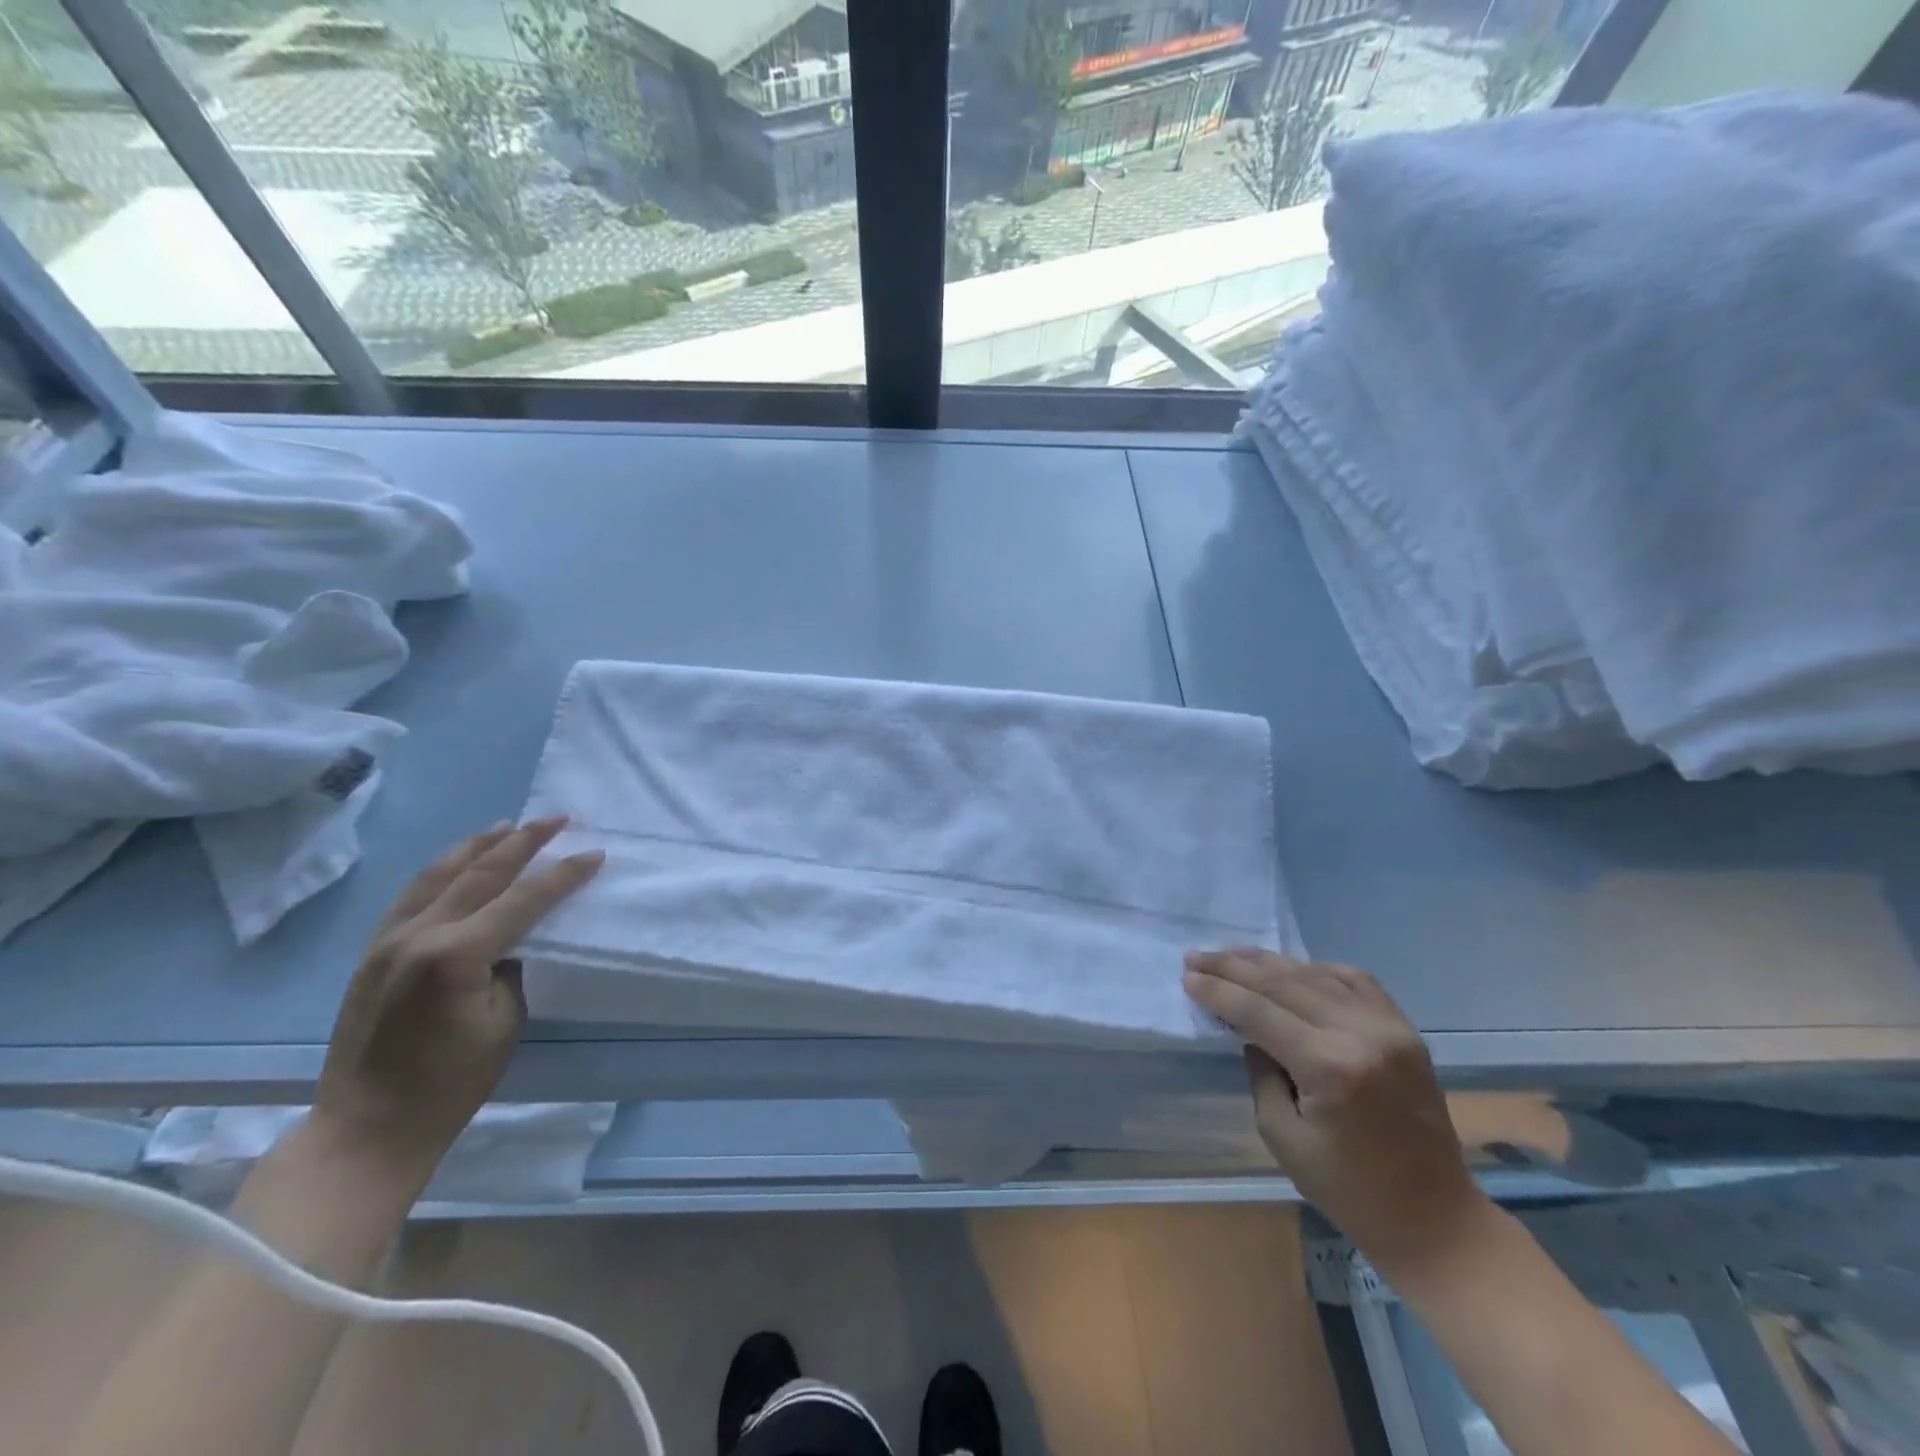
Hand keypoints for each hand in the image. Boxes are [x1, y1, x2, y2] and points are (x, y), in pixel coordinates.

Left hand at [313, 817, 602, 1183]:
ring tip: (510, 825)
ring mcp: (388, 940)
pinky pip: (413, 893)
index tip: (595, 854)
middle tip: (558, 819)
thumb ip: (514, 966)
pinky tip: (460, 860)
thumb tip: (519, 936)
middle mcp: (418, 935)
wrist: (367, 1128)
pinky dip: (443, 868)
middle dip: (525, 842)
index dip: (563, 875)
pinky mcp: (373, 951)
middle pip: (481, 873)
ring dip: (479, 845)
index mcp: (456, 956)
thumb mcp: (506, 1022)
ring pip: (439, 873)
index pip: (524, 899)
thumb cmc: (451, 1083)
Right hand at [1183, 949, 1486, 1279]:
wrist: (1436, 1218)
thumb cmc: (1349, 1190)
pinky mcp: (1406, 1030)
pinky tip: (1292, 968)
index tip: (1187, 977)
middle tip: (1197, 957)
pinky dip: (1317, 969)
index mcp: (1328, 1068)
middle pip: (1283, 983)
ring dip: (1269, 962)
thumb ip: (1261, 1073)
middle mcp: (1361, 1034)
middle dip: (1233, 967)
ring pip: (1316, 974)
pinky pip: (1355, 981)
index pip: (1258, 1011)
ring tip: (1233, 956)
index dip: (1218, 991)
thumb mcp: (1283, 1136)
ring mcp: (1389, 1027)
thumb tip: (1249, 1031)